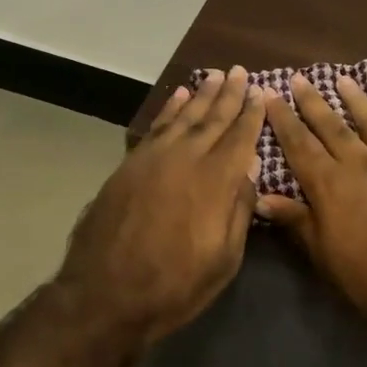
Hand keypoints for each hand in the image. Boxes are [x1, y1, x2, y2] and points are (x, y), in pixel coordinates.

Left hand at [57, 67, 265, 349]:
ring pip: (184, 115)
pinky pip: (156, 125)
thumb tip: (251, 167)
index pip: (240, 137)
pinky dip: (170, 108)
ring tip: (214, 74)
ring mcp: (155, 158)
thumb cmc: (174, 285)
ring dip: (201, 93)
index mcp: (215, 181)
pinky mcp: (131, 164)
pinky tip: (179, 95)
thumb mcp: (224, 259)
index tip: (261, 91)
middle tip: (240, 71)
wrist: (105, 295)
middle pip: (213, 118)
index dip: (251, 113)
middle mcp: (187, 158)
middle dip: (229, 94)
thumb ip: (240, 209)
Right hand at [259, 74, 366, 346]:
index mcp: (329, 185)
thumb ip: (296, 220)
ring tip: (343, 79)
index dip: (282, 119)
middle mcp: (359, 162)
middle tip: (299, 77)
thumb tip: (261, 196)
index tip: (270, 95)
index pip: (299, 144)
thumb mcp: (325, 256)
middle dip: (312, 100)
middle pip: (331, 124)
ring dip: (355, 99)